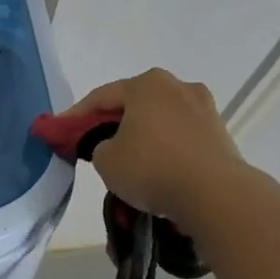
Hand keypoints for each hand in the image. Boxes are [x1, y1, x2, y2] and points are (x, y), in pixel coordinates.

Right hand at [64, 68, 240, 222]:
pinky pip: (180, 137)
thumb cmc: (152, 168)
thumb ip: (99, 145)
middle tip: (93, 142)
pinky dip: (164, 148)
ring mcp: (204, 109)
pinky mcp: (219, 134)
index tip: (60, 131)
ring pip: (160, 120)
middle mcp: (178, 87)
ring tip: (127, 158)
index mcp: (147, 84)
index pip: (101, 97)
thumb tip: (112, 145)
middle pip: (134, 104)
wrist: (216, 195)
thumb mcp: (106, 159)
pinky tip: (156, 167)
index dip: (76, 116)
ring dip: (142, 135)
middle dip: (112, 122)